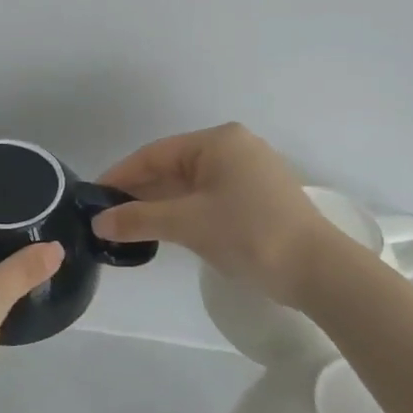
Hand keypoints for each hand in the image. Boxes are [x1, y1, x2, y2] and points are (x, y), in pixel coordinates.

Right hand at [92, 123, 336, 306]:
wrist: (319, 271)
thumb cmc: (249, 234)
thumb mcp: (187, 224)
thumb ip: (139, 219)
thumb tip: (98, 223)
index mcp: (218, 141)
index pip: (155, 154)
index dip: (121, 175)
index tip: (94, 198)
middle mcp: (234, 148)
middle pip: (173, 167)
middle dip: (140, 191)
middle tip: (108, 216)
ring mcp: (250, 173)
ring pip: (191, 184)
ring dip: (161, 204)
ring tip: (129, 226)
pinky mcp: (259, 197)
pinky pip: (209, 197)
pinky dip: (184, 211)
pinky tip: (166, 229)